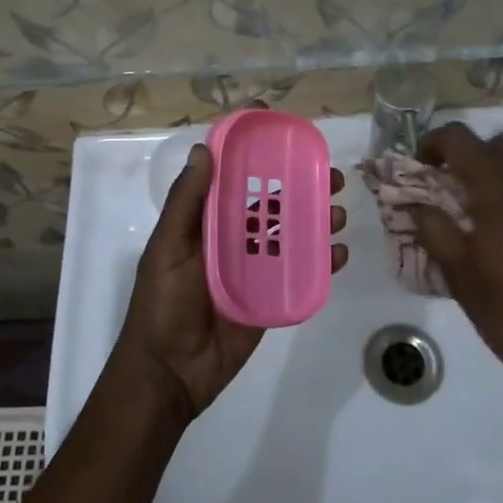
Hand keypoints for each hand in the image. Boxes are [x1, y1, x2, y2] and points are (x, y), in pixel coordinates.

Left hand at [119, 144, 347, 418]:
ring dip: (316, 220)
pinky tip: (339, 253)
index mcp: (205, 223)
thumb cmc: (162, 304)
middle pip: (271, 204)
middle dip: (300, 186)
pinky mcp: (270, 298)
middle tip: (331, 175)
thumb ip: (186, 203)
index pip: (232, 178)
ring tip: (338, 212)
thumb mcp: (167, 247)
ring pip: (290, 236)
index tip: (280, 129)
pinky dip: (322, 261)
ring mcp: (253, 269)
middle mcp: (231, 239)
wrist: (170, 374)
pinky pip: (299, 274)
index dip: (253, 154)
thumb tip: (203, 150)